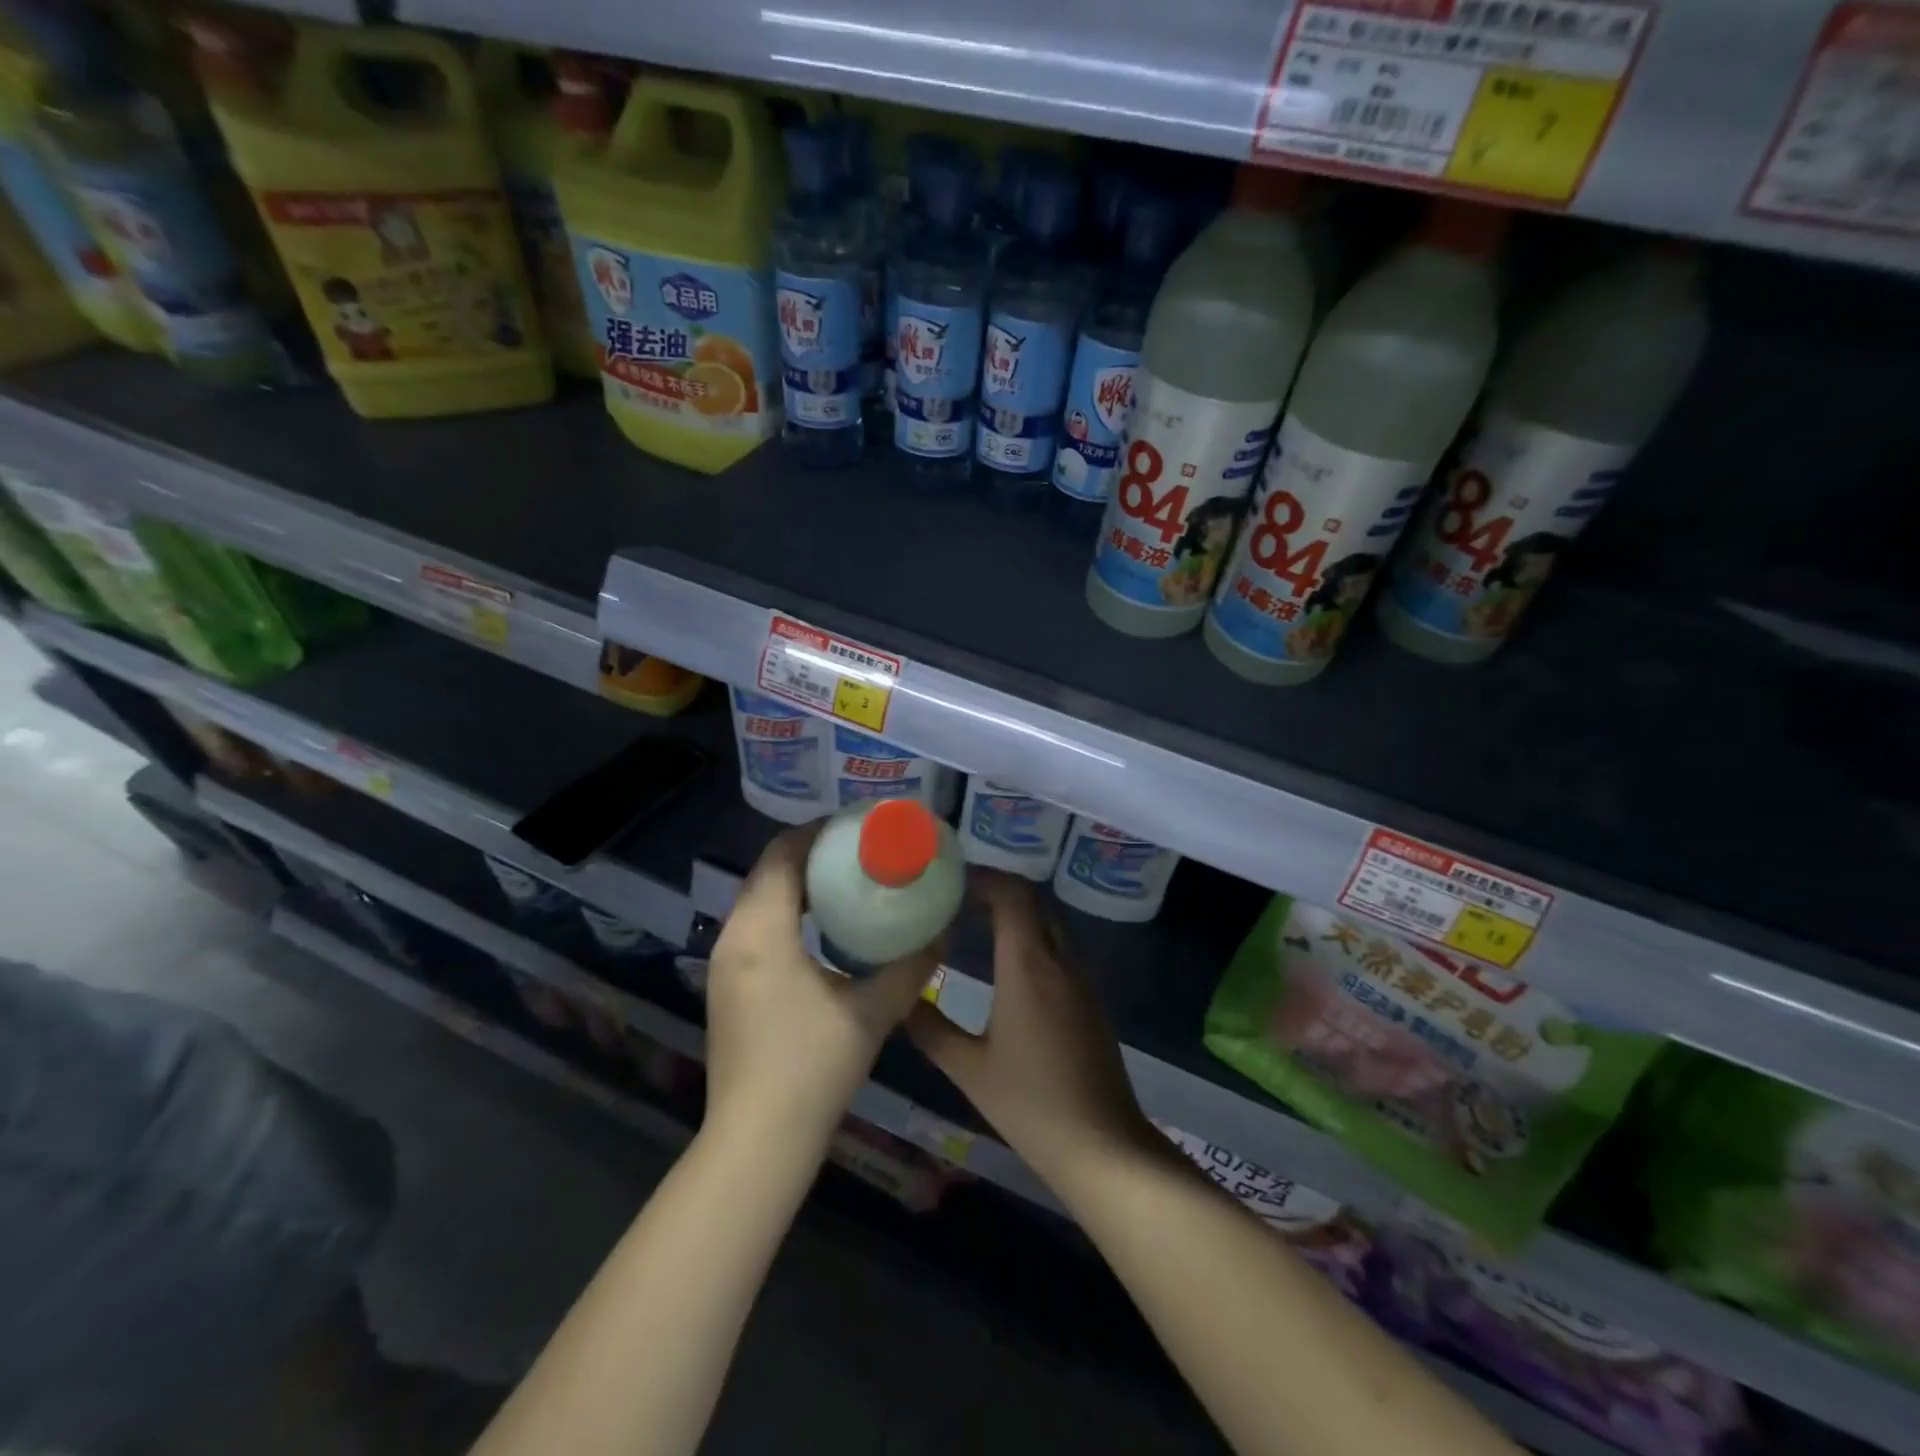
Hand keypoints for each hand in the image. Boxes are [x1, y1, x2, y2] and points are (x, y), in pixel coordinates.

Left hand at [704, 826, 937, 1148]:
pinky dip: (786, 912)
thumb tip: (943, 932)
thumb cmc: (812, 1068)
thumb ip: (911, 966)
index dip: (819, 831)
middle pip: (768, 872)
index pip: (782, 854)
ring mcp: (723, 964)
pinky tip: (823, 929)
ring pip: (759, 900)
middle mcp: (732, 938)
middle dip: (812, 854)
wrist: (757, 1141)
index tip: (859, 825)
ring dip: (798, 883)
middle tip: (861, 850)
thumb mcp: (872, 1011)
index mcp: (761, 932)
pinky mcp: (726, 987)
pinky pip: (755, 927)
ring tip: (847, 881)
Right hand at [909, 872, 1153, 1186]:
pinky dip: (1033, 935)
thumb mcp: (969, 1069)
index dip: (984, 878)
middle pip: (1033, 900)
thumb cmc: (1030, 1105)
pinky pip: (1060, 945)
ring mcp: (1081, 977)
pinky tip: (1008, 961)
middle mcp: (1059, 960)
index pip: (1012, 895)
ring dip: (1017, 912)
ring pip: (1050, 921)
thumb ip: (930, 1028)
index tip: (951, 882)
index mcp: (1028, 966)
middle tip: (958, 899)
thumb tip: (901, 1000)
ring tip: (976, 922)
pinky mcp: (1091, 997)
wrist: (1101, 1144)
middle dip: (997, 889)